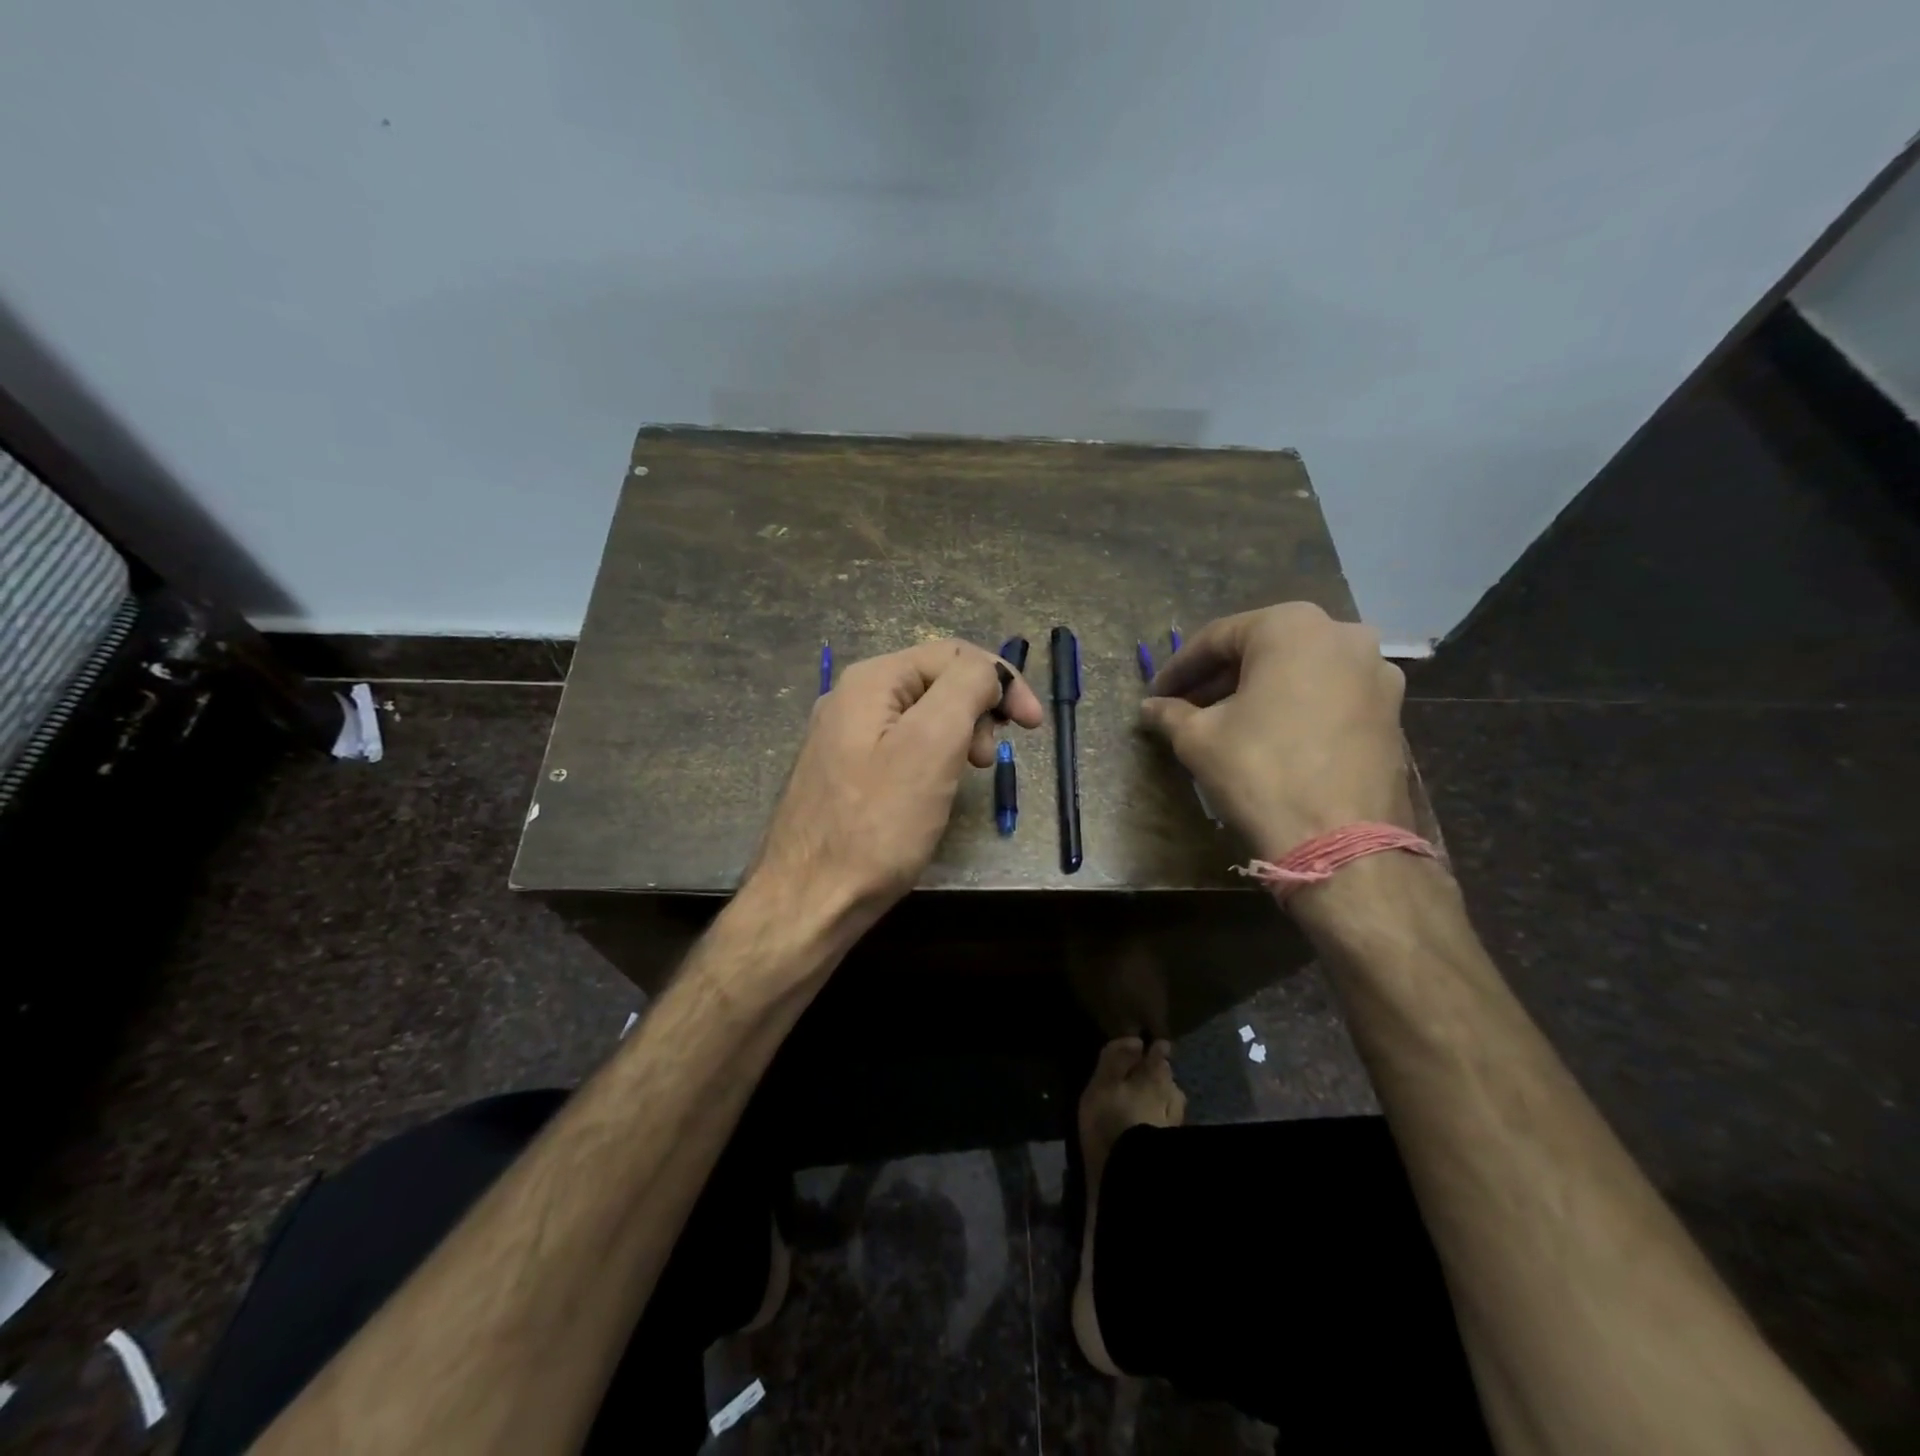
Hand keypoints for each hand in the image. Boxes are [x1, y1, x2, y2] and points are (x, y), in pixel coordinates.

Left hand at [749, 640, 1043, 930]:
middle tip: (988, 758)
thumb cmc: (878, 824)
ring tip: (969, 773)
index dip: (1001, 680)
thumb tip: (986, 672)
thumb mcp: (932, 745)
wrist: (811, 899)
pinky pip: (903, 746)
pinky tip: (937, 788)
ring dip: (959, 734)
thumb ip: (965, 689)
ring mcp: (845, 737)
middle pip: (936, 681)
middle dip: (978, 708)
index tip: (1033, 724)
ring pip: (922, 716)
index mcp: (871, 681)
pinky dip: (934, 757)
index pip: (953, 654)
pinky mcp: (846, 772)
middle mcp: (853, 699)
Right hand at [1139, 602, 1408, 859]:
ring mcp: (1376, 671)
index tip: (1156, 693)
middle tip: (1185, 706)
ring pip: (1298, 670)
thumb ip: (1170, 713)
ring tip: (1224, 722)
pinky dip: (1294, 705)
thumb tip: (1150, 708)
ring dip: (1257, 691)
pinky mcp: (1392, 709)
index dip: (1179, 667)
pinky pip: (1328, 694)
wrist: (1340, 841)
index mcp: (1291, 626)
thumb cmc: (1260, 771)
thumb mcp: (1199, 738)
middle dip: (1219, 678)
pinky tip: (1268, 735)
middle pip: (1262, 649)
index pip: (1218, 638)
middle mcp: (1342, 634)